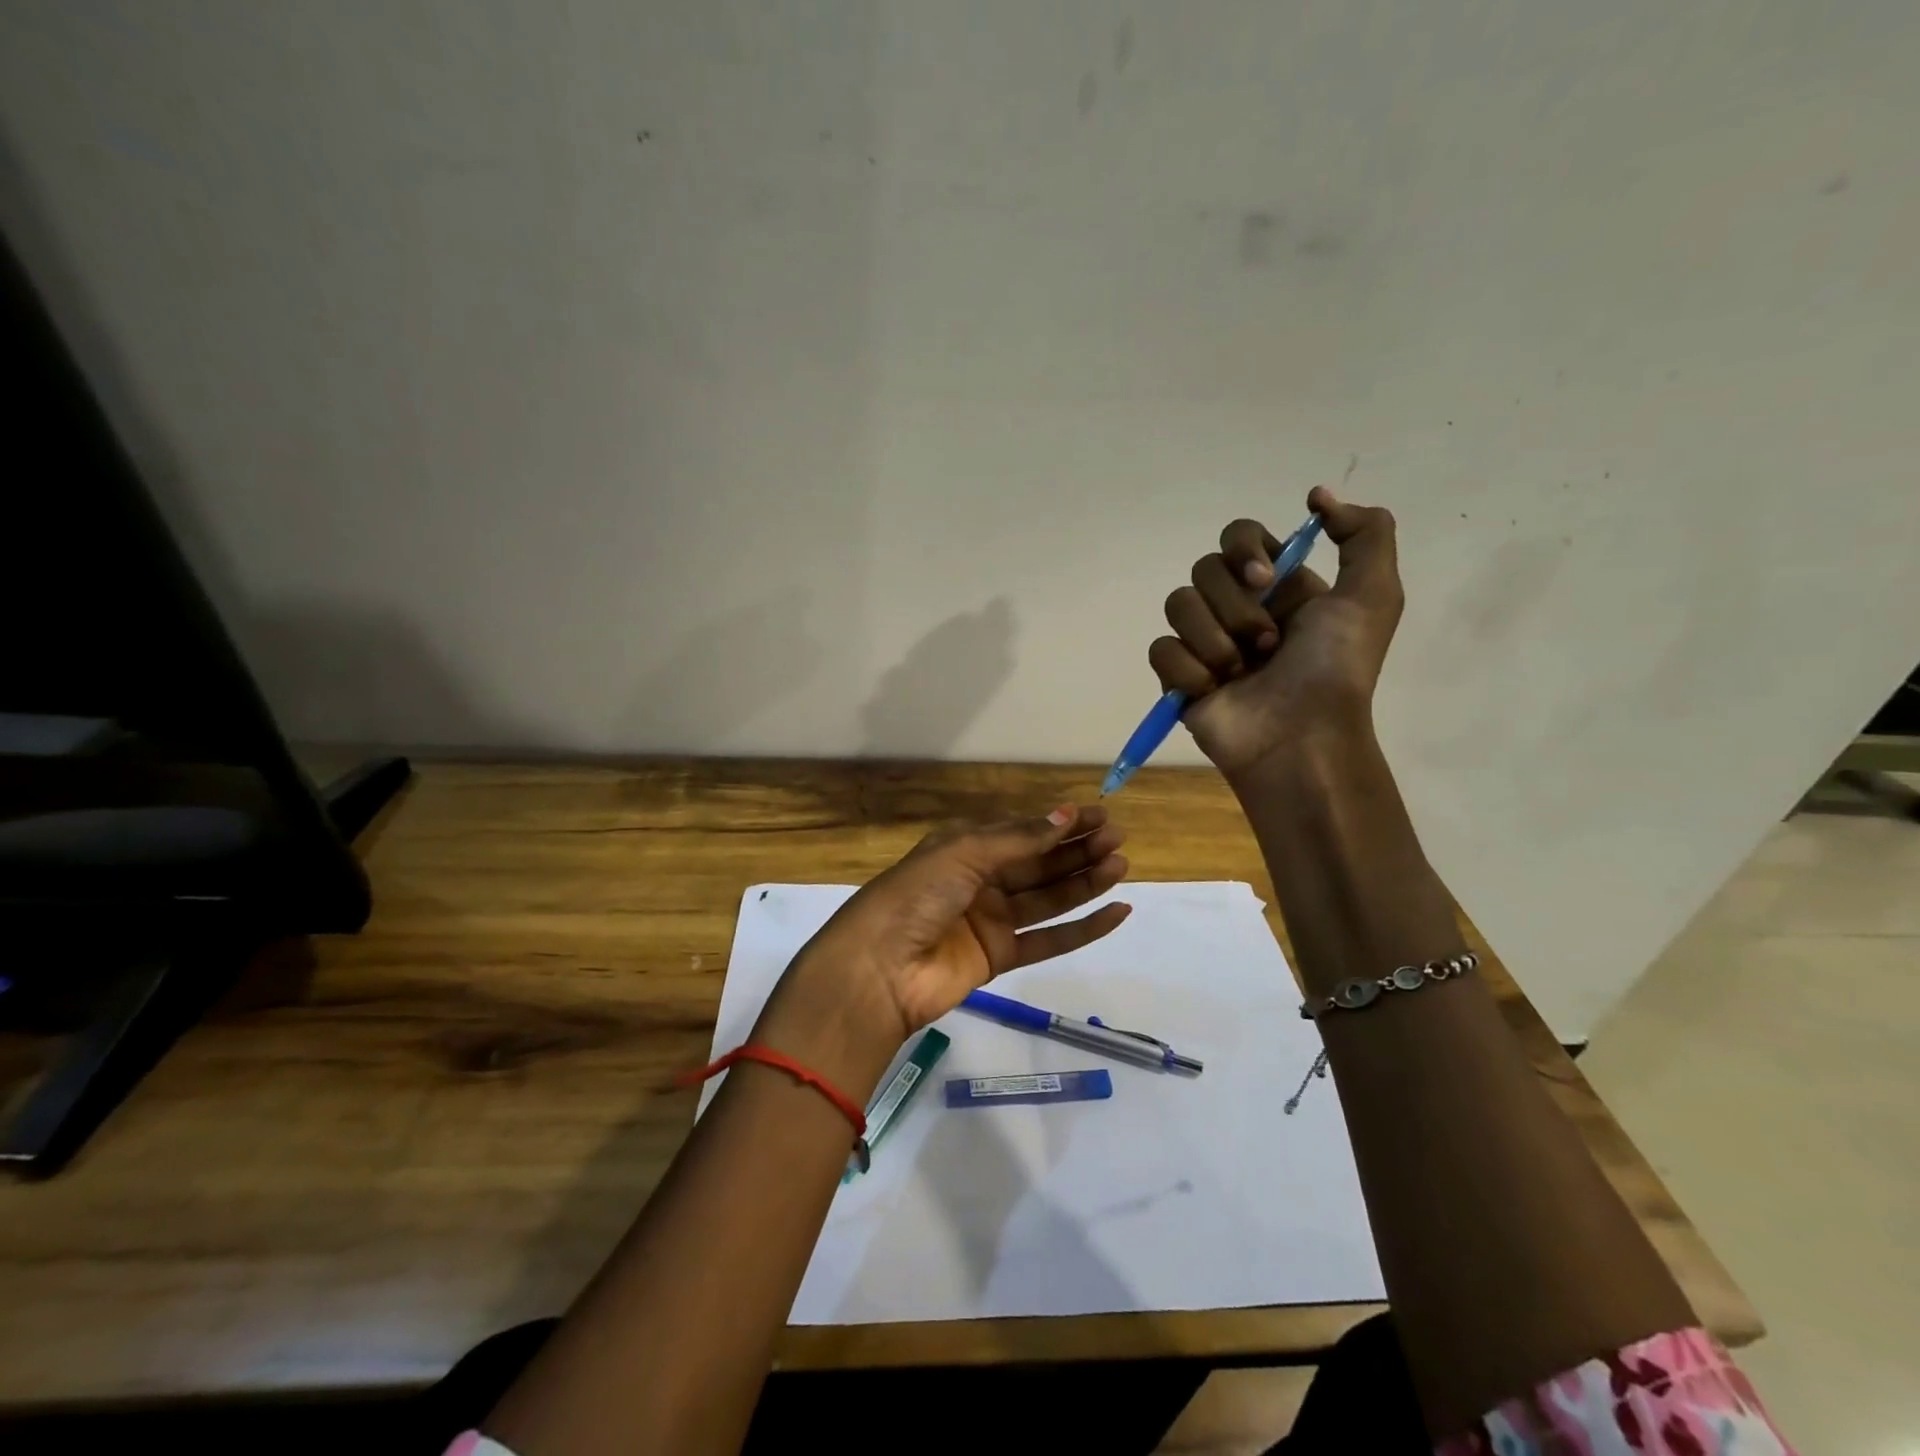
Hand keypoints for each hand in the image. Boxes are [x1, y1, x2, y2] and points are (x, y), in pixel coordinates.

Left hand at [755, 806, 1131, 1089]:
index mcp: (965, 847)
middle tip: (1117, 840)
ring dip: (1084, 883)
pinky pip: (1048, 940)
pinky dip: (1082, 928)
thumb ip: (1019, 840)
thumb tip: (1067, 814)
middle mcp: (980, 880)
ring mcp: (990, 920)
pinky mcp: (999, 958)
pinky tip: (1114, 913)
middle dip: (1077, 850)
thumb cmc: (916, 895)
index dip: (1060, 823)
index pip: (1023, 831)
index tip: (1100, 815)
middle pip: (1039, 863)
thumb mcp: (964, 853)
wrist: (878, 969)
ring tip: (1121, 867)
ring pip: (1048, 898)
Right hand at [1149, 486, 1403, 779]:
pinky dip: (1188, 670)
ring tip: (1240, 672)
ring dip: (1214, 640)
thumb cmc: (1335, 670)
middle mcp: (1237, 607)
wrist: (1301, 738)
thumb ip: (1364, 534)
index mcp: (1276, 586)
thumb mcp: (1374, 596)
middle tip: (1267, 644)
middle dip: (1236, 608)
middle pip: (1204, 569)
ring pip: (1177, 605)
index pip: (1237, 536)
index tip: (1265, 578)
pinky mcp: (1177, 677)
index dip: (1244, 549)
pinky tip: (1213, 691)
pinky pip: (1161, 649)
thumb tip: (1317, 496)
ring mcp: (1204, 642)